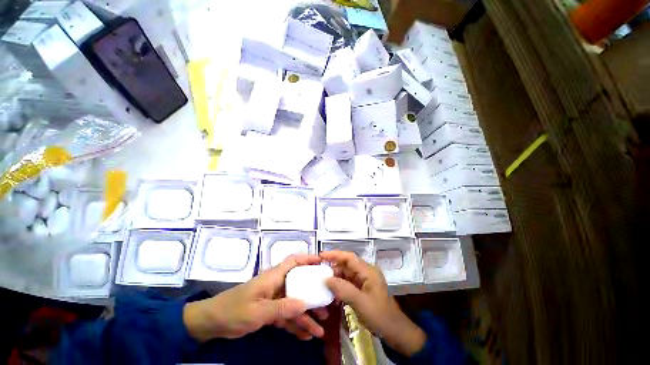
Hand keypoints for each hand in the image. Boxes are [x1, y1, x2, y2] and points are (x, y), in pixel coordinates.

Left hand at [183, 254, 328, 341]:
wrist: (212, 323)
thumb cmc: (234, 310)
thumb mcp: (258, 311)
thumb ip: (281, 307)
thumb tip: (305, 303)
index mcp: (274, 277)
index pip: (294, 261)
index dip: (308, 259)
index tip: (322, 264)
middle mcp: (277, 285)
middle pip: (299, 285)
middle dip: (313, 295)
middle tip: (327, 306)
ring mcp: (274, 299)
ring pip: (294, 304)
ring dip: (306, 316)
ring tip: (320, 329)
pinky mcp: (270, 311)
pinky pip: (286, 317)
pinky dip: (295, 325)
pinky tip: (305, 336)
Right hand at [320, 251, 426, 356]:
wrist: (395, 331)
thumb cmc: (380, 315)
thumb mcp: (360, 302)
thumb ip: (343, 289)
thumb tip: (326, 279)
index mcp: (368, 271)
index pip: (349, 257)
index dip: (334, 254)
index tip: (321, 256)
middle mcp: (366, 272)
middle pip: (346, 265)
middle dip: (333, 269)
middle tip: (319, 275)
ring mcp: (365, 281)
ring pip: (346, 274)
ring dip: (336, 279)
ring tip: (323, 285)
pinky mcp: (363, 289)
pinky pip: (349, 283)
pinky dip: (340, 287)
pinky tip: (333, 294)